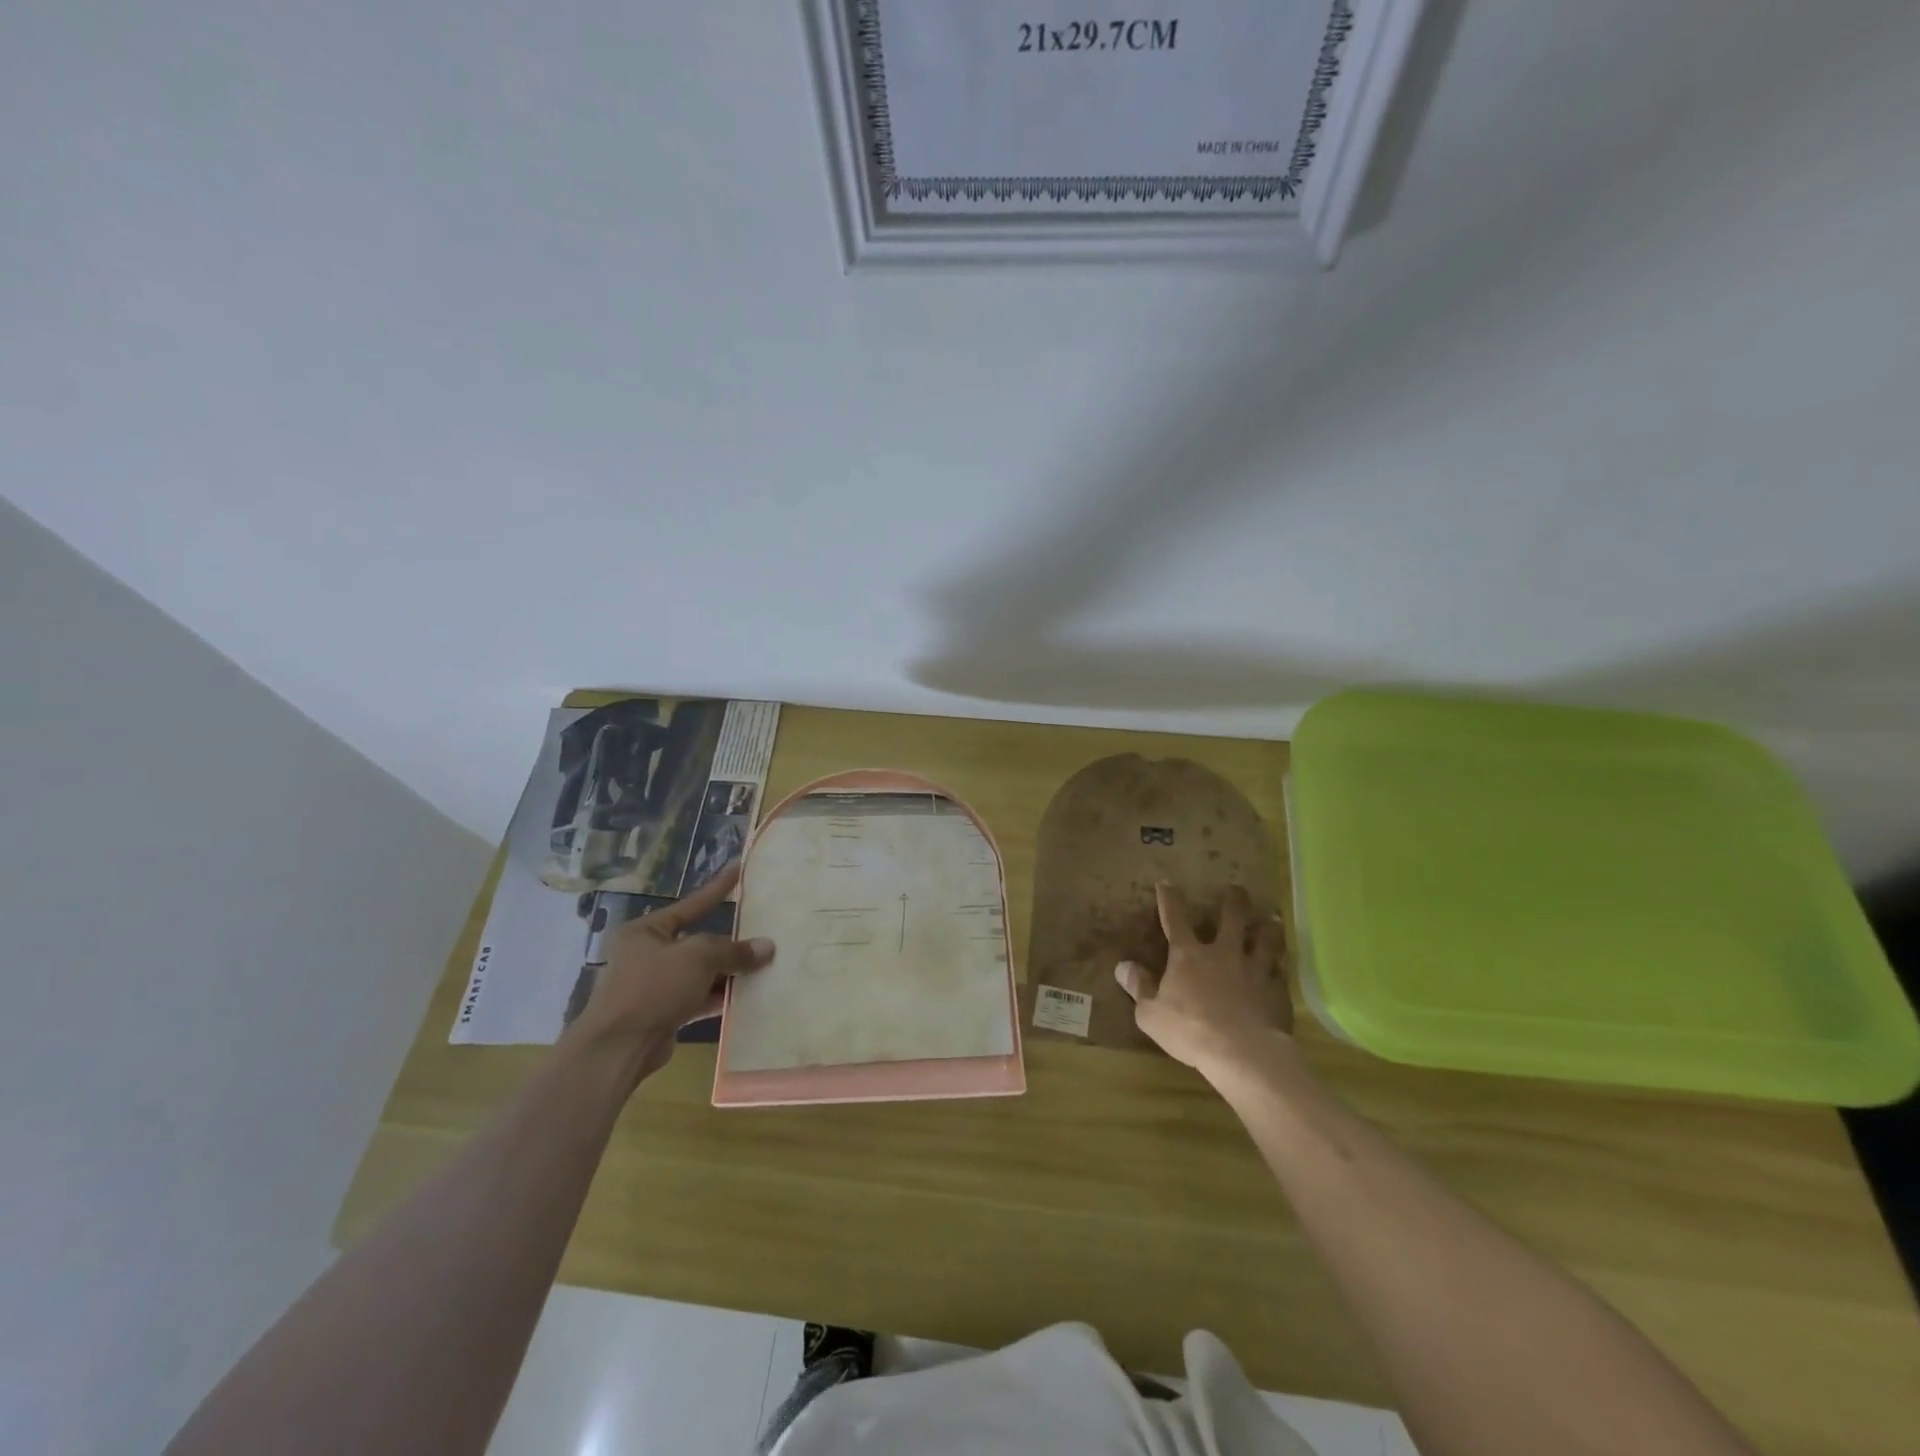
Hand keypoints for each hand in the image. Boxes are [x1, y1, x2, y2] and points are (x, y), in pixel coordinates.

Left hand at [563, 864, 773, 1080]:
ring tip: (764, 965)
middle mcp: (647, 954)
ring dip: (728, 972)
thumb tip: (767, 947)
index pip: (691, 904)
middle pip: (697, 941)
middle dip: (729, 942)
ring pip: (700, 972)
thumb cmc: (653, 988)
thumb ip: (734, 950)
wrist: (617, 1049)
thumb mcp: (698, 958)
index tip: (738, 868)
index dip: (718, 888)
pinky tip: (747, 996)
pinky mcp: (662, 1013)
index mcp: (646, 931)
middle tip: (762, 930)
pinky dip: (719, 996)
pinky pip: (698, 997)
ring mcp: (654, 985)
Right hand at [1115, 883, 1291, 1079]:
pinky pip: (1280, 969)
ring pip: (1265, 938)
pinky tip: (1283, 961)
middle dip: (1233, 901)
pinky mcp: (1276, 990)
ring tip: (1270, 916)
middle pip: (1231, 918)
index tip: (1167, 883)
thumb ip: (1139, 987)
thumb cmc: (1190, 1031)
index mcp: (1188, 955)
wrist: (1243, 1053)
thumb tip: (1123, 966)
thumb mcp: (1151, 1014)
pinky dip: (1280, 962)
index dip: (1170, 899)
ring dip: (1267, 925)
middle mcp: (1223, 953)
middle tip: (1237, 889)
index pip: (1175, 919)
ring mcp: (1254, 969)